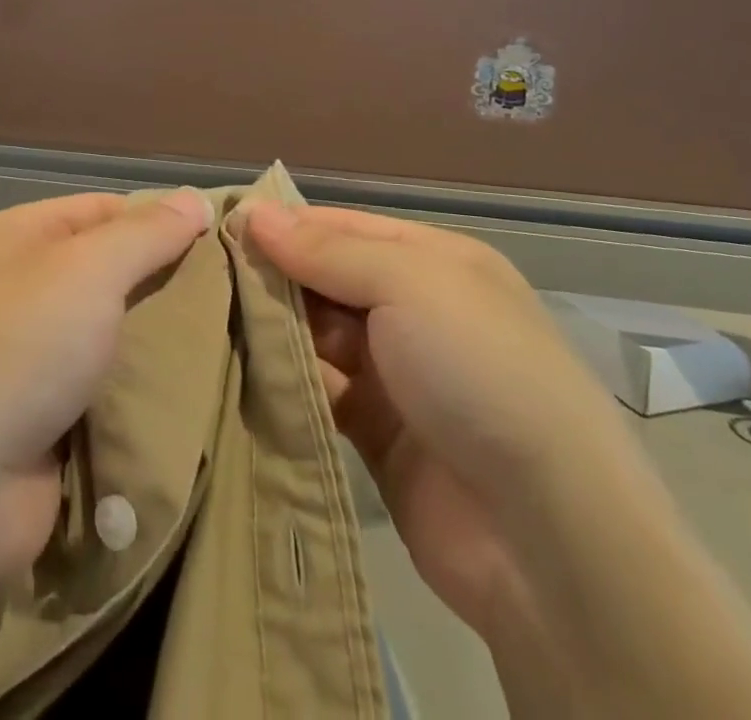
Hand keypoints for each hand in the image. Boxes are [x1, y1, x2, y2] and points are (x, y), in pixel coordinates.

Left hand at [0, 189, 211, 583]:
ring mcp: (28, 359)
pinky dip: (139, 396)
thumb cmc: (21, 345)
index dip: (161, 220)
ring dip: (158, 346)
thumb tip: (195, 199)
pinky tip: (195, 398)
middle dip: (166, 286)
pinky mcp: (42, 423)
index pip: (104, 210)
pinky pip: (105, 394)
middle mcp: (19, 289)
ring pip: (111, 337)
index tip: (222, 240)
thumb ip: (147, 233)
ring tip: (231, 345)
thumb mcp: (90, 268)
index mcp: (20, 237)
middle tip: (239, 297)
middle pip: (109, 274)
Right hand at [244, 204, 640, 635]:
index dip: (283, 224)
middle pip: (323, 279)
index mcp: (433, 263)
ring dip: (271, 329)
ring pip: (314, 334)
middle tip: (203, 278)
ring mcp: (394, 374)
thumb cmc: (478, 371)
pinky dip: (284, 380)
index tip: (219, 226)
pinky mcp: (373, 433)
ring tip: (208, 321)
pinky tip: (237, 371)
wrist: (546, 536)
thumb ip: (325, 249)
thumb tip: (252, 214)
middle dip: (271, 277)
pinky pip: (316, 390)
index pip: (341, 226)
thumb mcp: (407, 283)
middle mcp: (413, 310)